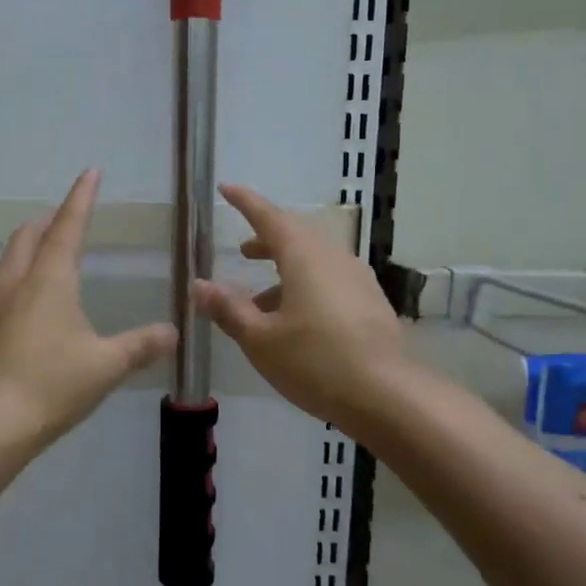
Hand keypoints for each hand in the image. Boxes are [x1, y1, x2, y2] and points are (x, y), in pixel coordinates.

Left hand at [0, 170, 178, 453]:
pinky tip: (26, 305)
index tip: (90, 172)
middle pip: (28, 235)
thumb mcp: (105, 366)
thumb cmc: (50, 386)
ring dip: (28, 247)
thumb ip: (141, 346)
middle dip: (49, 220)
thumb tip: (173, 331)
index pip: (67, 225)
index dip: (81, 197)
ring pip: (8, 260)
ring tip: (46, 254)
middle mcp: (14, 282)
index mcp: (48, 279)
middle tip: (68, 217)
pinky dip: (16, 277)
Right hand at [193, 184, 410, 434]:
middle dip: (266, 238)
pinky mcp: (370, 302)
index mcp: (304, 257)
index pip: (269, 216)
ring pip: (314, 260)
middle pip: (296, 235)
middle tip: (242, 250)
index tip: (226, 189)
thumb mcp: (261, 339)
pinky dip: (305, 286)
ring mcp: (357, 279)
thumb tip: (199, 285)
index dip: (245, 202)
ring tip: (260, 297)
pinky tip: (294, 320)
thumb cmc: (315, 362)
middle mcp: (333, 258)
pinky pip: (330, 280)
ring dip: (285, 268)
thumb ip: (229, 309)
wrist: (387, 395)